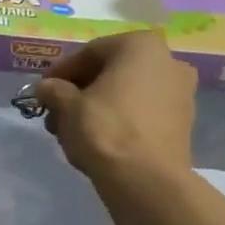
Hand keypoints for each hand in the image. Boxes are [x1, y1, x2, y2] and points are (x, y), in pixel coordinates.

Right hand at [35, 30, 197, 183]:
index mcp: (141, 46)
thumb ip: (53, 90)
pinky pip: (141, 112)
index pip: (90, 52)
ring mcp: (180, 92)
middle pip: (111, 72)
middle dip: (79, 91)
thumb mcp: (66, 105)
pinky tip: (96, 139)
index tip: (43, 90)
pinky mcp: (182, 122)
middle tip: (55, 111)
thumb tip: (46, 88)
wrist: (145, 178)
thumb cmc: (104, 129)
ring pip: (126, 93)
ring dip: (96, 107)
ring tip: (70, 130)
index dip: (61, 72)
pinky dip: (118, 119)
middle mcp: (168, 61)